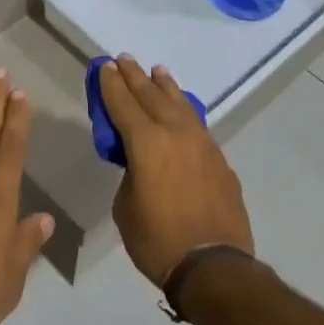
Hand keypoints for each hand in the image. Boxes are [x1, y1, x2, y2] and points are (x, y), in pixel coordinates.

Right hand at [97, 56, 252, 288]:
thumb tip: (140, 164)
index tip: (105, 66)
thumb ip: (130, 173)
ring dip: (165, 86)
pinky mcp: (219, 159)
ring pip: (180, 105)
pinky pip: (197, 125)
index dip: (111, 85)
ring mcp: (202, 144)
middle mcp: (176, 133)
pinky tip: (182, 109)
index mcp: (147, 143)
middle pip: (152, 96)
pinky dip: (185, 110)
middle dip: (135, 77)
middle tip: (124, 59)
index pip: (123, 104)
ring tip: (157, 71)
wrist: (213, 265)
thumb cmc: (157, 240)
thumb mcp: (126, 206)